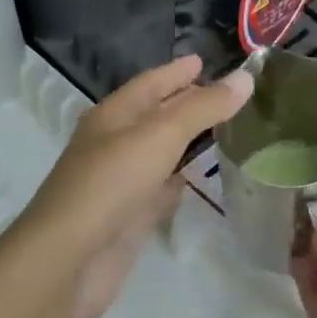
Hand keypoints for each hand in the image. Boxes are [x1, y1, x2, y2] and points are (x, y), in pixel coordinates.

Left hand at [16, 55, 252, 317]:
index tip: (203, 60)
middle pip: (153, 117)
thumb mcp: (160, 134)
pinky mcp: (128, 219)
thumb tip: (245, 78)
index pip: (149, 84)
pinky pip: (157, 191)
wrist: (71, 257)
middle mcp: (112, 145)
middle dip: (184, 104)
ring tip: (220, 133)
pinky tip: (194, 181)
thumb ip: (203, 108)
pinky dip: (175, 183)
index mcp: (112, 116)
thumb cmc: (111, 183)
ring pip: (157, 154)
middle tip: (223, 96)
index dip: (176, 72)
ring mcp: (119, 183)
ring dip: (183, 144)